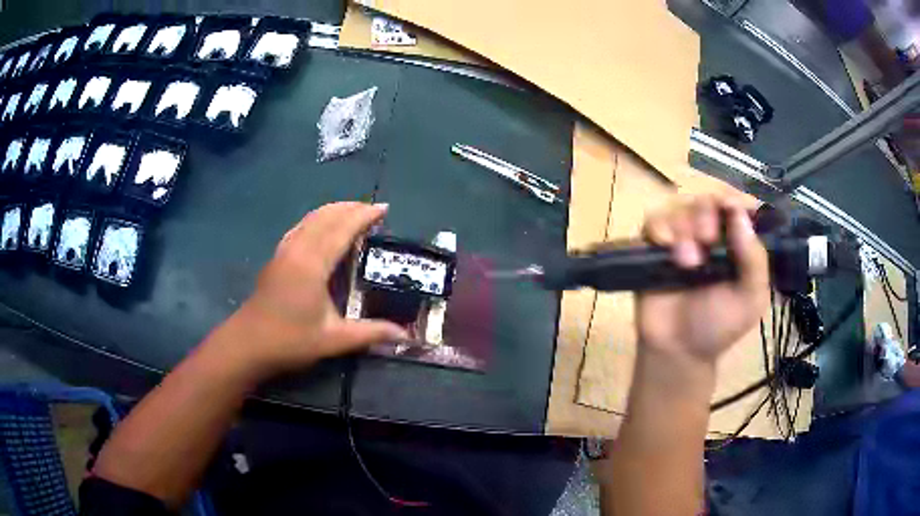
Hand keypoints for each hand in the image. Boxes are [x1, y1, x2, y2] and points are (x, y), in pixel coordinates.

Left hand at [223, 202, 408, 377]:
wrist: (247, 344)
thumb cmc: (290, 341)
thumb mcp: (333, 340)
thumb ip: (370, 333)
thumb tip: (405, 335)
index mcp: (313, 264)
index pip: (342, 229)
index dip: (364, 216)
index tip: (384, 209)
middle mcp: (298, 250)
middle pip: (326, 217)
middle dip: (351, 208)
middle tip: (374, 210)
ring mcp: (284, 251)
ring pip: (310, 219)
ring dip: (333, 211)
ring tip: (353, 212)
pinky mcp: (276, 257)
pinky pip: (300, 227)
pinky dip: (317, 220)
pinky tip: (322, 228)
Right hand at [637, 195, 768, 364]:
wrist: (678, 350)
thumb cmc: (719, 326)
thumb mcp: (750, 299)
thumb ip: (754, 260)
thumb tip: (740, 213)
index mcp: (737, 243)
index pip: (738, 206)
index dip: (735, 200)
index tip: (732, 207)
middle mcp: (710, 234)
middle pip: (707, 200)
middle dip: (707, 214)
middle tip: (708, 240)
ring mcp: (681, 238)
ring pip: (680, 207)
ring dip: (684, 228)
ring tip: (687, 262)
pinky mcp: (654, 246)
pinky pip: (653, 220)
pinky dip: (659, 227)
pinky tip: (664, 245)